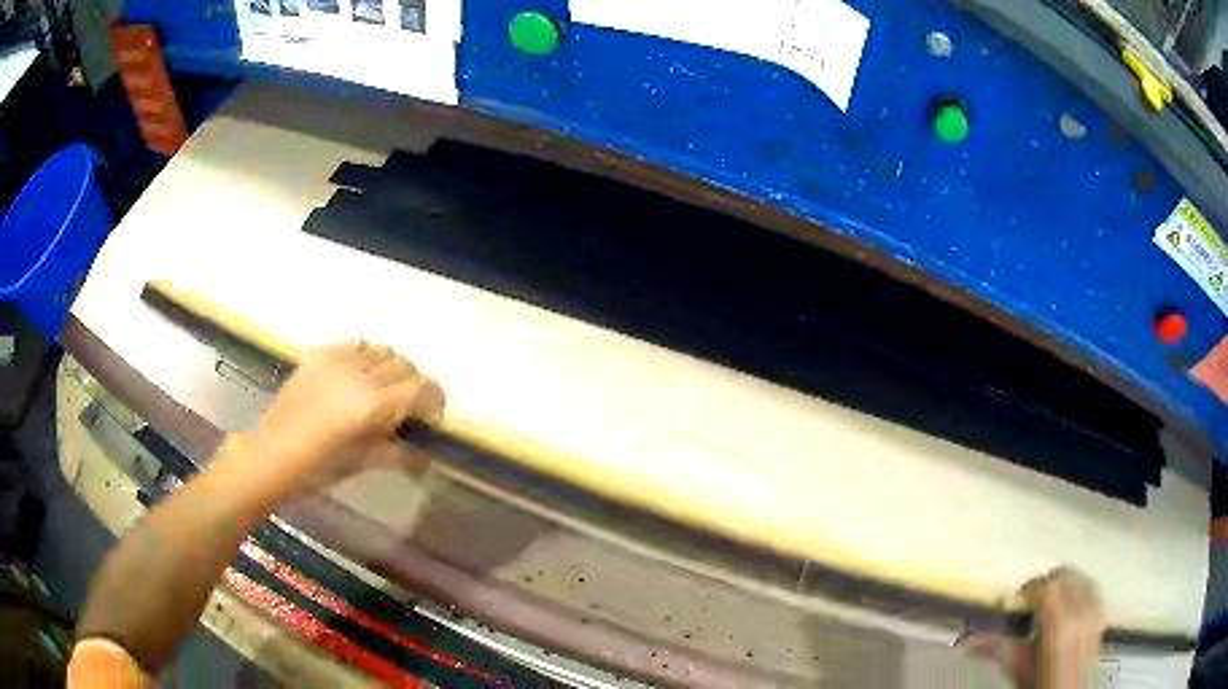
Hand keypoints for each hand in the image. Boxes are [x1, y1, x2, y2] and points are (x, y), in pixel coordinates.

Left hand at [246, 342, 445, 489]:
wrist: (272, 454)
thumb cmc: (319, 468)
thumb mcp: (364, 463)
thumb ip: (400, 453)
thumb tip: (427, 451)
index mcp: (372, 405)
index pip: (420, 388)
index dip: (434, 399)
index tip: (432, 416)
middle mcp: (358, 375)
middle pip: (404, 365)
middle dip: (413, 384)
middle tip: (407, 408)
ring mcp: (336, 361)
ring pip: (380, 350)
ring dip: (390, 368)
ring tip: (381, 390)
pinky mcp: (319, 355)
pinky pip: (354, 346)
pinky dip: (365, 358)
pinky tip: (356, 378)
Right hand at [961, 567, 1104, 688]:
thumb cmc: (1039, 684)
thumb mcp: (1018, 670)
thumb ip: (999, 650)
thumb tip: (970, 638)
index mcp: (1058, 625)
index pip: (1046, 586)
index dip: (1030, 588)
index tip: (1018, 599)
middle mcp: (1080, 611)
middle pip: (1065, 576)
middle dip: (1047, 584)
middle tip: (1031, 602)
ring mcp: (1095, 610)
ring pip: (1080, 577)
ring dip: (1064, 583)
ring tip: (1050, 603)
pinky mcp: (1102, 614)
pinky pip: (1093, 588)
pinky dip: (1079, 588)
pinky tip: (1070, 604)